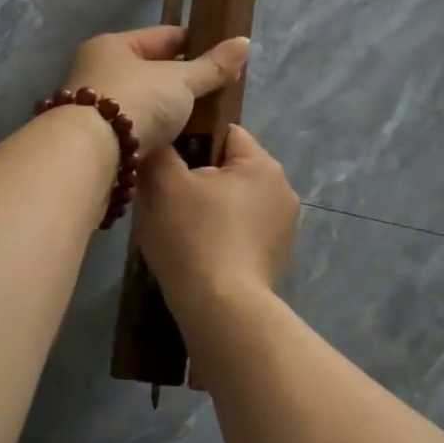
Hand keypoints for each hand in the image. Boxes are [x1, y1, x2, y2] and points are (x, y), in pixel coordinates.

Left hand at [64, 27, 250, 156]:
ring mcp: (94, 105)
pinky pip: (135, 128)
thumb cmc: (136, 103)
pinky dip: (154, 132)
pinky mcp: (96, 137)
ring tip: (202, 120)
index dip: (196, 44)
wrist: (89, 155)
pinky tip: (177, 141)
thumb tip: (244, 42)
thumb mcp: (180, 81)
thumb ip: (212, 66)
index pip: (164, 37)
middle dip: (182, 82)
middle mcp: (97, 69)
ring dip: (168, 110)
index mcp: (113, 45)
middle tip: (217, 93)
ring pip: (143, 102)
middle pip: (151, 70)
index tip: (224, 59)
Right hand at [136, 124, 298, 316]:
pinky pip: (242, 232)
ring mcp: (284, 227)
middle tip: (166, 200)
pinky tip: (199, 253)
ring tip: (180, 230)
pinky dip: (222, 236)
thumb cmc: (193, 236)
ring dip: (211, 209)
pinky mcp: (277, 257)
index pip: (224, 132)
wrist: (221, 310)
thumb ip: (159, 150)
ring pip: (235, 202)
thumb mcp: (162, 183)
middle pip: (230, 168)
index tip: (167, 165)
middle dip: (200, 179)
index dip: (191, 142)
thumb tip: (159, 140)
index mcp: (262, 164)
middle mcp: (282, 189)